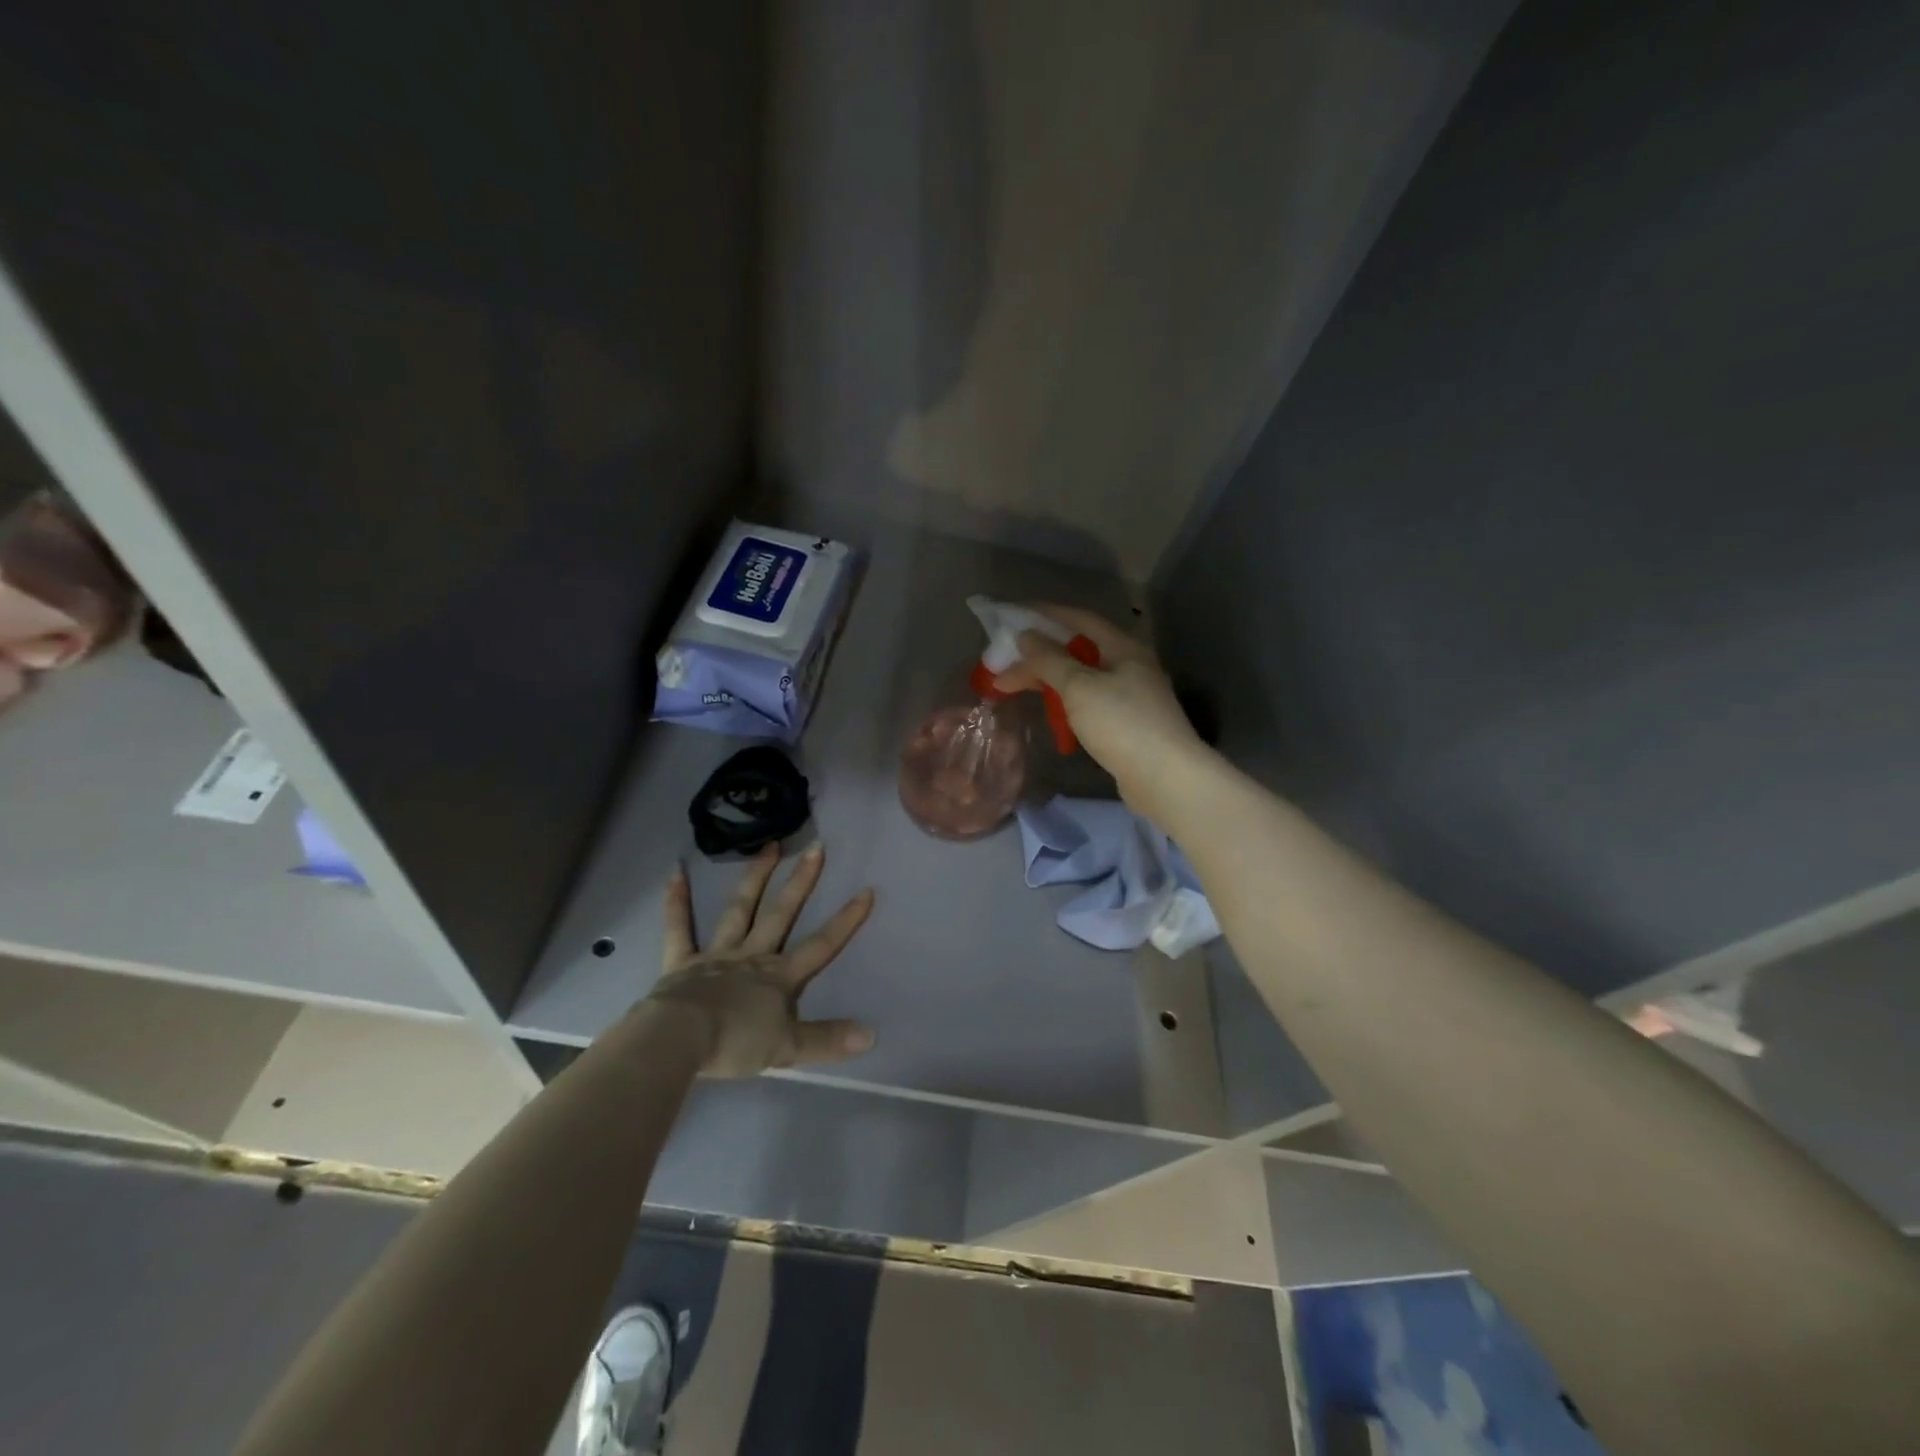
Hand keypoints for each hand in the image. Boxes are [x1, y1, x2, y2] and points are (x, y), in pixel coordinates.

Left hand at [645, 843, 875, 1077]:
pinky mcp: (681, 961)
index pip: (821, 945)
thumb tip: (872, 1036)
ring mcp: (716, 954)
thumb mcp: (788, 1048)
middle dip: (801, 881)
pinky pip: (678, 927)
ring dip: (755, 877)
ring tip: (769, 847)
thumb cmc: (735, 1043)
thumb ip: (828, 1040)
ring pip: (739, 909)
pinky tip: (676, 872)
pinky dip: (677, 901)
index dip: (846, 920)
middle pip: (781, 914)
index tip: (866, 890)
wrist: (680, 1040)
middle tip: (816, 848)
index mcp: (779, 976)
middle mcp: (752, 956)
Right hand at [991, 605, 1211, 818]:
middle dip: (1040, 657)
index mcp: (1123, 648)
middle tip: (1004, 666)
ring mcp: (1131, 697)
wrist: (1165, 778)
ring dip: (1050, 682)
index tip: (1014, 616)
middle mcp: (1130, 666)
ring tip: (1016, 689)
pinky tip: (1050, 713)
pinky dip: (1066, 704)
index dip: (1046, 614)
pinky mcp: (1127, 725)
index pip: (1080, 620)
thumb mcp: (1079, 687)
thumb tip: (1025, 635)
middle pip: (1078, 651)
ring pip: (1082, 680)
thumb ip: (1049, 660)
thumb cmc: (1121, 723)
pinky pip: (1089, 704)